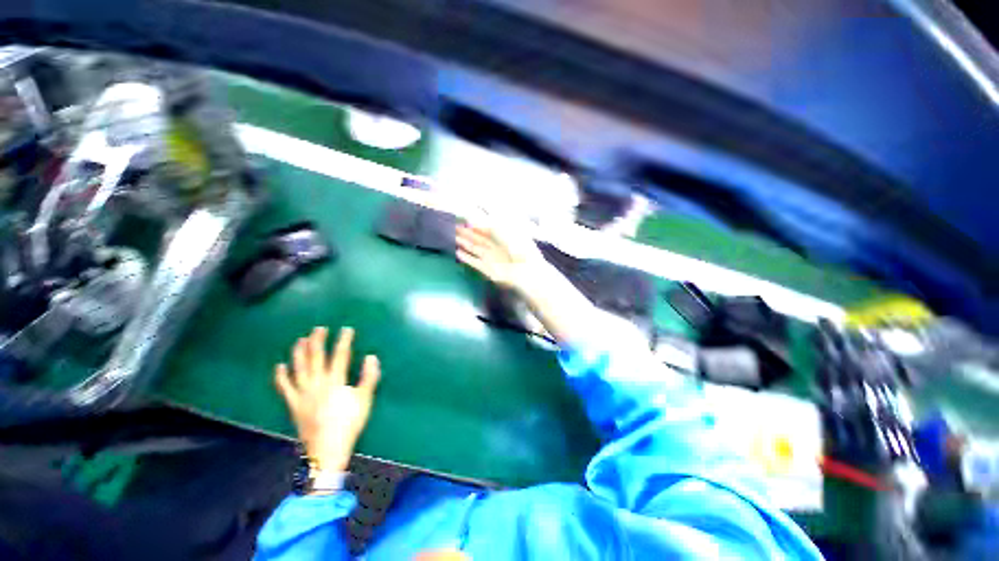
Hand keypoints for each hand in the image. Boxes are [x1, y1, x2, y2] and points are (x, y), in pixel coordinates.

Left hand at [275, 327, 380, 471]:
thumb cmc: (349, 423)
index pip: (340, 356)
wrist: (327, 448)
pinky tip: (280, 366)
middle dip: (317, 341)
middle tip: (318, 329)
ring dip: (299, 353)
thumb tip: (371, 357)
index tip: (346, 330)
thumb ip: (369, 377)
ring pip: (299, 368)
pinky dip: (281, 376)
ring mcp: (303, 393)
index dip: (343, 341)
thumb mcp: (365, 399)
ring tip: (300, 340)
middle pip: (316, 358)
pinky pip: (285, 387)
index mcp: (335, 381)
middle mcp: (317, 383)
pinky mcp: (294, 404)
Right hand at [455, 222, 543, 291]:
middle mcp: (495, 247)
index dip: (475, 225)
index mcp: (502, 237)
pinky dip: (466, 258)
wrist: (526, 271)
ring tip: (452, 237)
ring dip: (463, 243)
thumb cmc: (519, 248)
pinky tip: (457, 253)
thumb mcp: (505, 230)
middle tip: (453, 228)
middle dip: (466, 233)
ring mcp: (490, 258)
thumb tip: (479, 218)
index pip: (485, 229)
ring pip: (474, 249)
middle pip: (478, 239)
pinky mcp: (487, 270)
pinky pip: (474, 262)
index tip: (464, 220)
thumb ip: (490, 223)